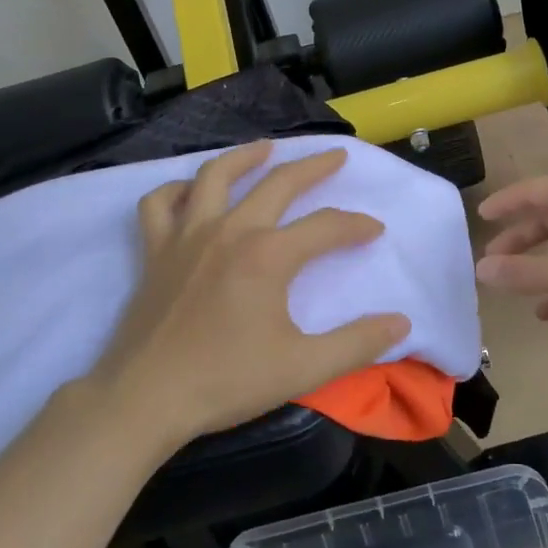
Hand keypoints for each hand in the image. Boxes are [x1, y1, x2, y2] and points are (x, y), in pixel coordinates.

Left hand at [91, 141, 410, 449]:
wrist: (145, 399)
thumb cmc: (226, 382)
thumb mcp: (304, 368)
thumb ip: (357, 343)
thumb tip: (402, 322)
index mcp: (268, 255)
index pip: (326, 226)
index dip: (356, 225)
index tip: (375, 231)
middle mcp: (229, 231)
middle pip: (278, 184)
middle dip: (313, 168)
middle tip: (337, 156)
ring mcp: (187, 236)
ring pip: (215, 176)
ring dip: (245, 157)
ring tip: (266, 149)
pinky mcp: (155, 251)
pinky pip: (160, 205)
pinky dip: (176, 190)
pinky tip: (192, 192)